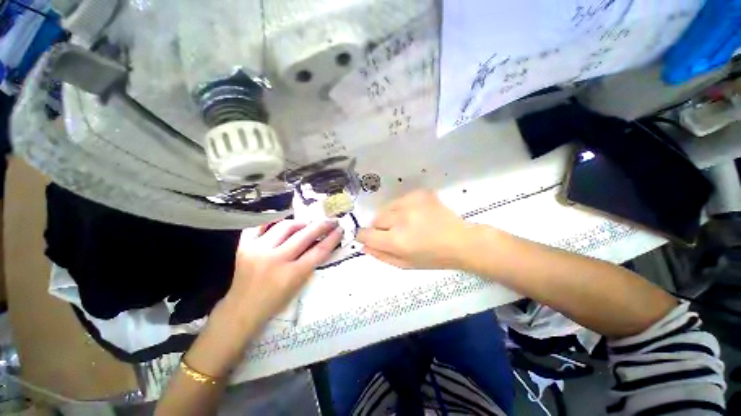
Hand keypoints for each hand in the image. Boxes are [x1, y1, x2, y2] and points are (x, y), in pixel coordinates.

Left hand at [215, 219, 342, 330]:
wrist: (241, 309)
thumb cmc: (275, 301)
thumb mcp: (298, 285)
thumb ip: (310, 262)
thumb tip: (321, 241)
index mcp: (290, 275)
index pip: (318, 251)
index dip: (332, 238)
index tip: (340, 229)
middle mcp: (274, 260)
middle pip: (304, 235)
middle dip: (321, 225)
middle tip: (331, 220)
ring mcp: (257, 250)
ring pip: (285, 226)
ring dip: (301, 222)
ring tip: (308, 223)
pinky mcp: (244, 246)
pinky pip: (261, 226)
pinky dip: (274, 223)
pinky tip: (284, 223)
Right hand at [357, 190, 470, 268]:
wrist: (460, 241)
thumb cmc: (434, 258)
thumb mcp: (405, 264)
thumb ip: (381, 255)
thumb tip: (363, 246)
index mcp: (397, 241)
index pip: (366, 234)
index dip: (364, 236)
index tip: (368, 237)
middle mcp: (401, 220)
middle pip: (375, 219)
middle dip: (380, 227)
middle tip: (395, 233)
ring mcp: (411, 203)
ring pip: (386, 208)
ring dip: (391, 216)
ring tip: (407, 223)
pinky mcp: (419, 194)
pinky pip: (400, 200)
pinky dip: (402, 208)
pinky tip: (415, 214)